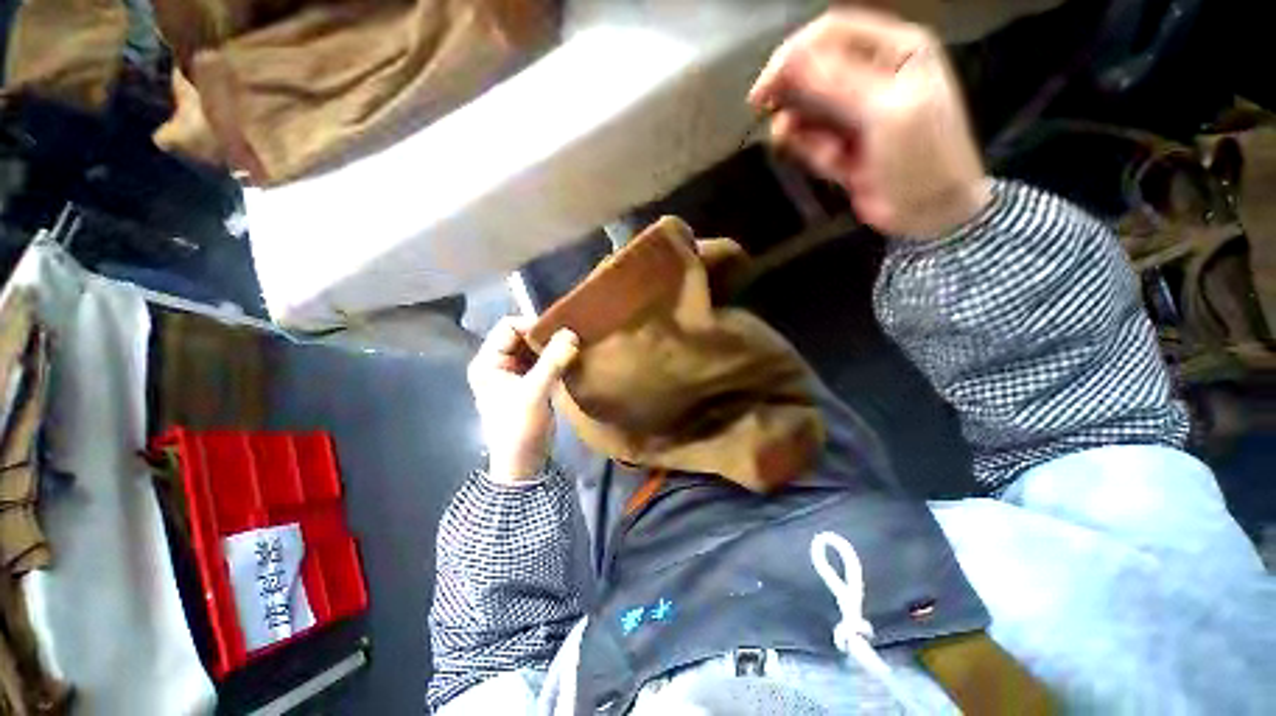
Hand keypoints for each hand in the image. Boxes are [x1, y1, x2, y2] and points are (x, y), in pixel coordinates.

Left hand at [467, 317, 579, 482]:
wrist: (523, 463)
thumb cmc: (520, 427)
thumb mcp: (534, 393)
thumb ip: (552, 361)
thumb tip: (571, 332)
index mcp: (488, 362)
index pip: (508, 327)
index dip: (533, 325)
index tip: (560, 332)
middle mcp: (498, 363)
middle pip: (522, 336)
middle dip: (545, 336)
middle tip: (570, 338)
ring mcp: (514, 374)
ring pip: (534, 349)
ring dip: (552, 347)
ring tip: (573, 347)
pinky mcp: (529, 383)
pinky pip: (542, 362)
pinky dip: (555, 359)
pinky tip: (570, 359)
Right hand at [749, 8, 991, 238]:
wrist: (928, 213)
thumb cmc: (922, 157)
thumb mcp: (887, 113)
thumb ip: (839, 84)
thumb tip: (790, 61)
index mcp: (894, 49)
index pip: (832, 33)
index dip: (794, 54)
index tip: (765, 88)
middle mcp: (872, 73)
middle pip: (814, 68)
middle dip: (793, 95)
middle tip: (770, 117)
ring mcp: (855, 109)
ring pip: (806, 107)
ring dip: (806, 132)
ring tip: (830, 156)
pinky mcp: (841, 140)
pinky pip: (810, 137)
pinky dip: (812, 151)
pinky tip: (834, 165)